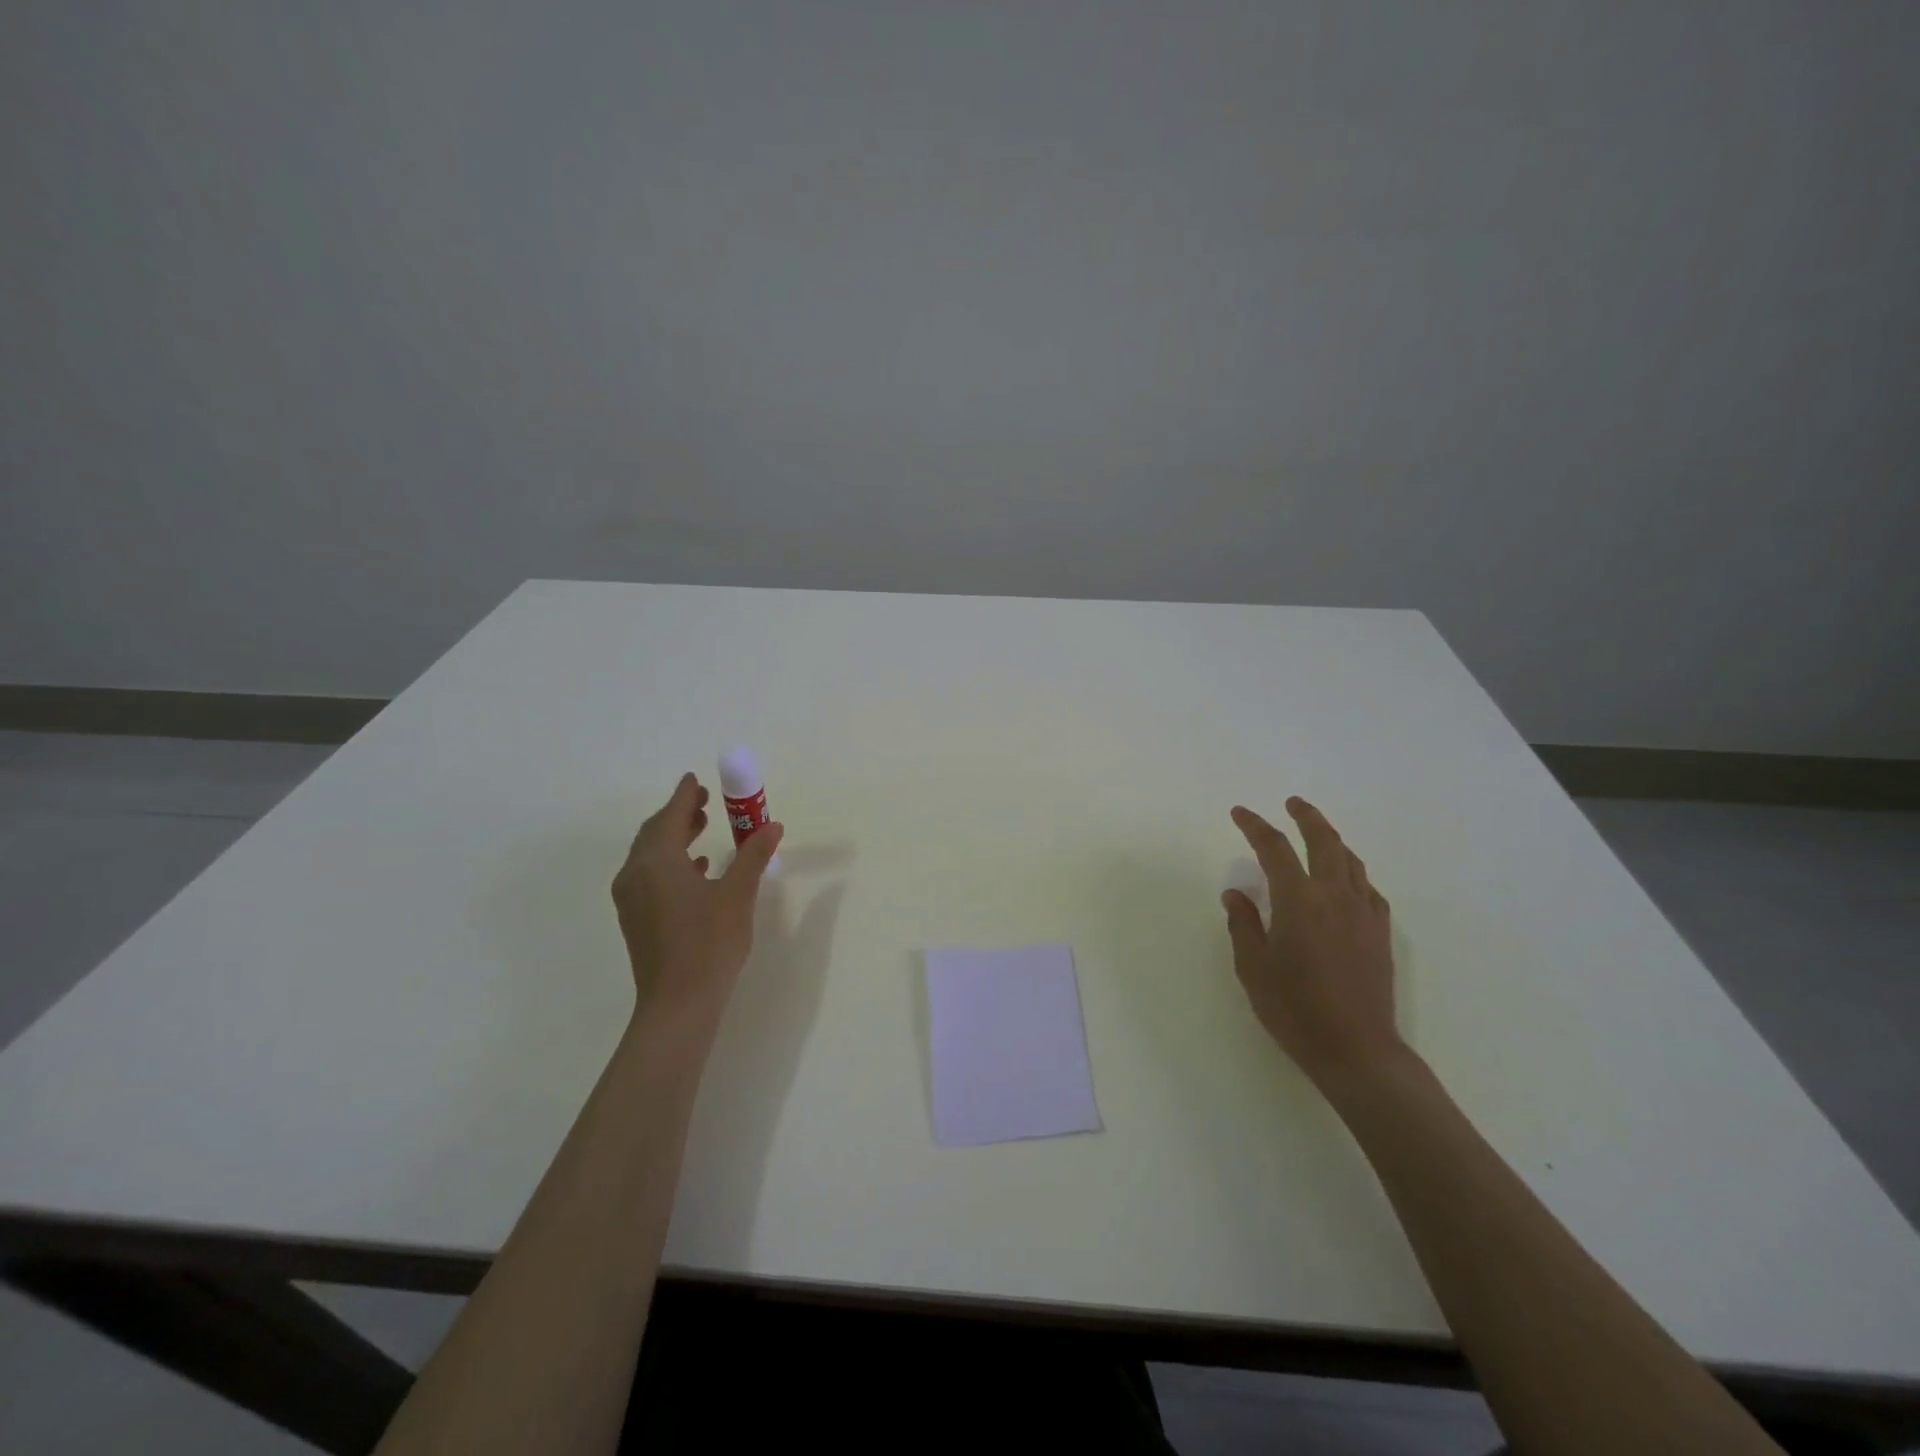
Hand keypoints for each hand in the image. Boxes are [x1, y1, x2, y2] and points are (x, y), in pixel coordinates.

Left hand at [612, 773, 783, 1030]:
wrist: (678, 1003)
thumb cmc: (710, 943)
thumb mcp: (738, 894)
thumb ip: (753, 856)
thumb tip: (772, 826)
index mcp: (657, 861)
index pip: (670, 816)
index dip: (684, 795)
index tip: (695, 779)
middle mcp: (635, 874)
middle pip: (654, 833)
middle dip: (679, 814)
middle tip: (705, 801)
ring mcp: (631, 899)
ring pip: (650, 855)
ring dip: (674, 837)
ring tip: (702, 828)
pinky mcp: (636, 919)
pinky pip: (649, 876)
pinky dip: (670, 862)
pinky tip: (697, 869)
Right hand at [1222, 797, 1401, 1092]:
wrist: (1357, 1050)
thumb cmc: (1295, 1009)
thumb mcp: (1253, 967)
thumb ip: (1244, 924)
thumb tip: (1236, 894)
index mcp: (1299, 900)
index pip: (1274, 848)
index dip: (1255, 826)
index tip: (1240, 813)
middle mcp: (1335, 896)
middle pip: (1324, 841)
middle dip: (1307, 817)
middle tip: (1292, 803)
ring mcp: (1364, 914)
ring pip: (1351, 861)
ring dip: (1332, 840)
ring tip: (1317, 836)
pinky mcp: (1381, 934)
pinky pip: (1368, 888)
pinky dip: (1352, 873)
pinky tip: (1346, 882)